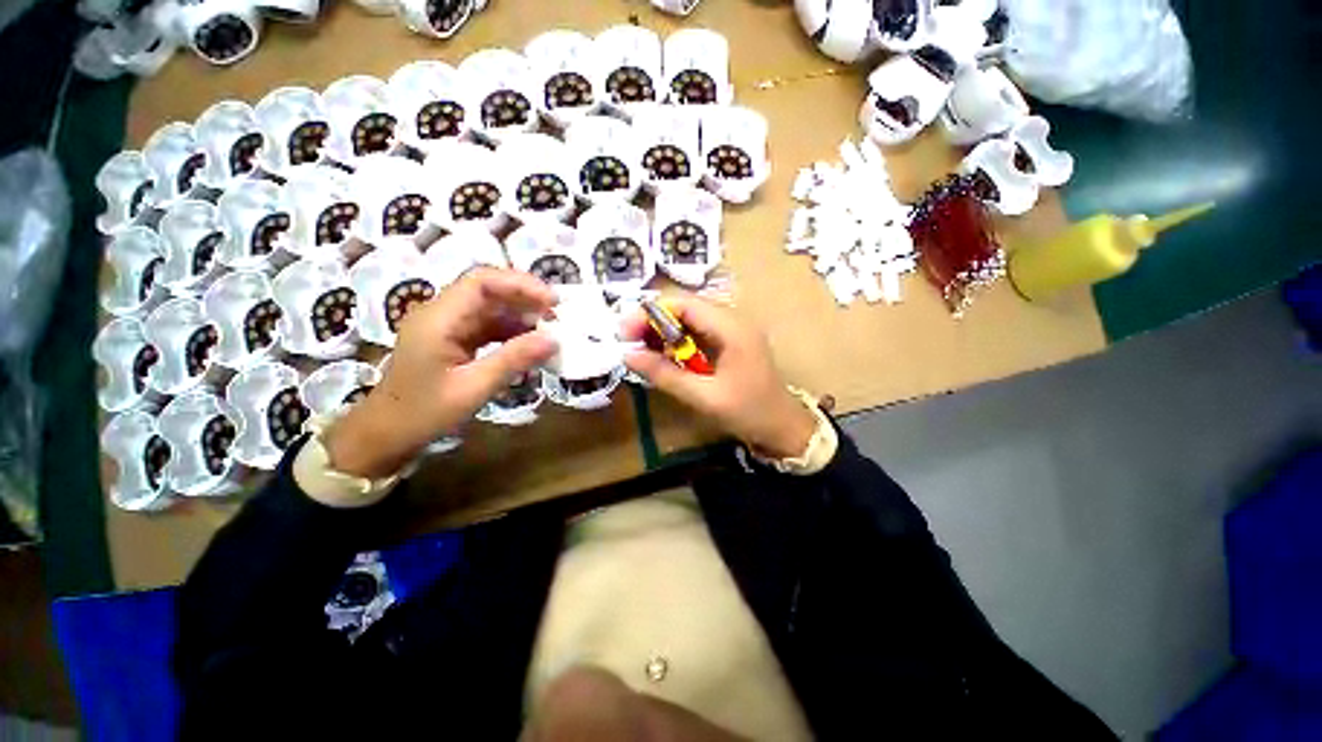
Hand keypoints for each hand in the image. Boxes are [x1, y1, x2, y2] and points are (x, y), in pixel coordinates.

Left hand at [324, 268, 557, 479]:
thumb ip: (513, 360)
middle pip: (488, 289)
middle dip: (525, 298)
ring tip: (550, 330)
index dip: (521, 285)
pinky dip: (512, 331)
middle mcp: (441, 313)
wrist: (386, 434)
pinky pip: (488, 325)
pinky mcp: (454, 338)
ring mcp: (447, 325)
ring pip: (491, 307)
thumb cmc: (424, 412)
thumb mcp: (473, 388)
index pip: (482, 281)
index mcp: (439, 319)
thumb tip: (554, 340)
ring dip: (522, 314)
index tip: (553, 301)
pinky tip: (530, 343)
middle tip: (558, 315)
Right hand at [621, 296, 816, 459]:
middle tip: (628, 343)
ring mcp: (732, 330)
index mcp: (731, 327)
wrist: (784, 429)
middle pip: (684, 307)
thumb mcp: (704, 397)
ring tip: (640, 350)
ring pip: (689, 319)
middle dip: (653, 322)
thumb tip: (628, 356)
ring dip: (662, 332)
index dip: (650, 313)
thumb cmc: (749, 413)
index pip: (683, 304)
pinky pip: (697, 333)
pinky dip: (676, 342)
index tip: (624, 332)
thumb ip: (665, 375)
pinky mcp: (729, 342)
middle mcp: (732, 320)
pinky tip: (662, 356)